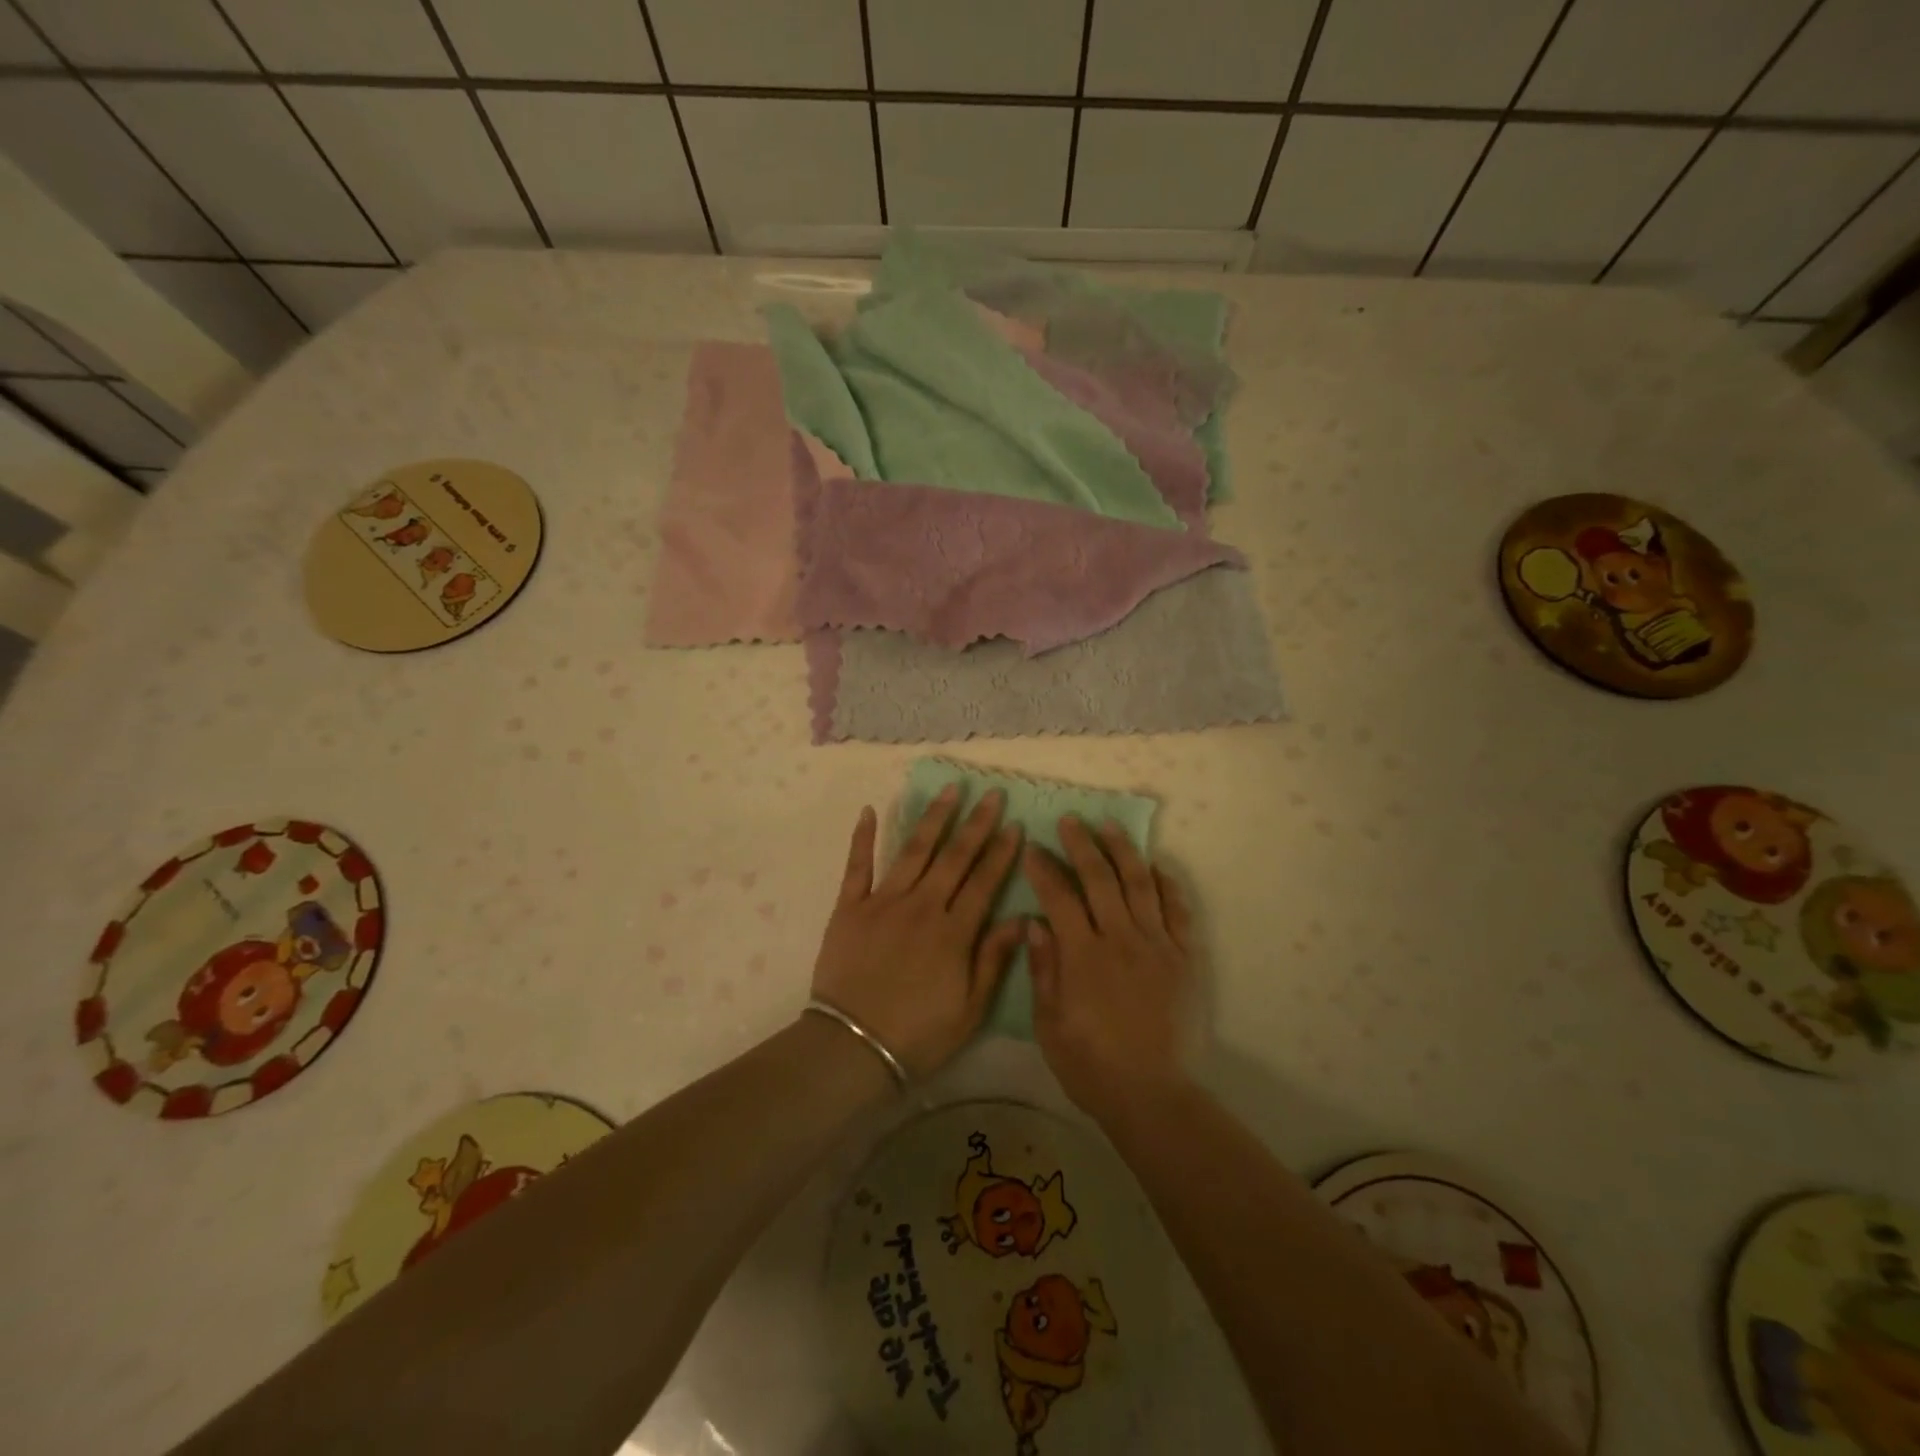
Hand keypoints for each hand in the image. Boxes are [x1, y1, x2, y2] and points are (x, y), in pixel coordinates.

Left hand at [810, 787, 1025, 1078]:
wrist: (852, 1047)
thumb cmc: (918, 1035)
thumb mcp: (970, 1009)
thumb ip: (994, 959)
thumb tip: (1022, 918)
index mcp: (953, 932)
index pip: (984, 882)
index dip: (1001, 852)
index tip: (1014, 824)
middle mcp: (921, 907)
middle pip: (954, 857)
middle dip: (975, 823)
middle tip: (990, 793)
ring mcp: (883, 902)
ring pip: (913, 851)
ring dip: (933, 818)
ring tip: (949, 790)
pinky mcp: (849, 907)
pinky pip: (857, 866)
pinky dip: (863, 837)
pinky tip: (870, 810)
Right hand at [1025, 817, 1195, 1123]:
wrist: (1153, 1095)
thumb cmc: (1091, 1065)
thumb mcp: (1049, 1025)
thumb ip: (1043, 970)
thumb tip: (1034, 923)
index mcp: (1083, 956)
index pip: (1059, 898)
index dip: (1043, 870)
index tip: (1032, 849)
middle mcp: (1120, 939)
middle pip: (1100, 878)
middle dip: (1081, 845)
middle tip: (1070, 821)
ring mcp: (1157, 945)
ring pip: (1140, 884)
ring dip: (1123, 851)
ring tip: (1110, 826)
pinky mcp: (1184, 957)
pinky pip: (1177, 910)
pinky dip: (1167, 884)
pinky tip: (1156, 866)